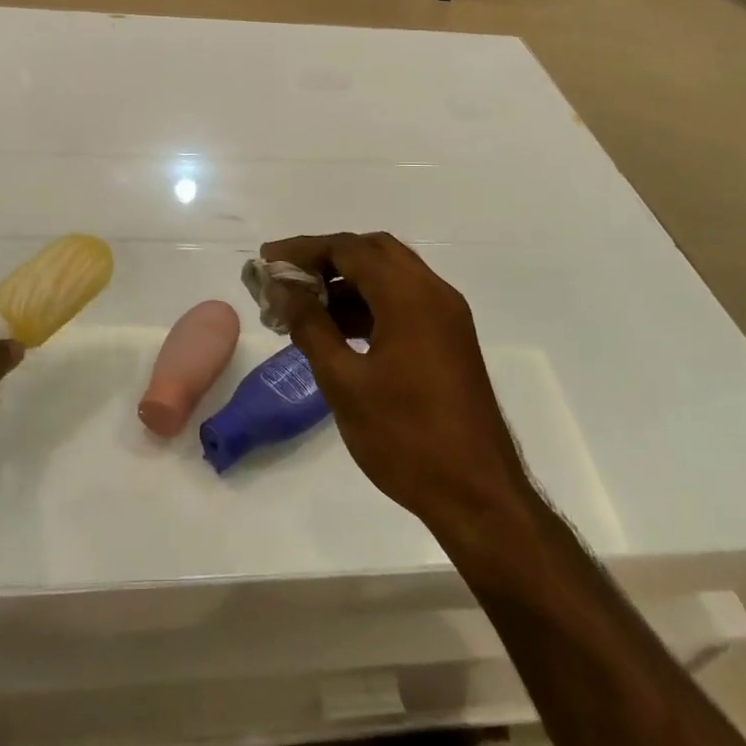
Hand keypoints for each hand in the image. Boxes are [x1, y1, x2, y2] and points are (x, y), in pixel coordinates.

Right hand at [260, 233, 528, 538]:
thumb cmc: (406, 438)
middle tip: (287, 277)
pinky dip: (370, 302)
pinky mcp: (450, 339)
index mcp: (409, 296)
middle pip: (373, 251)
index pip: (348, 249)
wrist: (478, 497)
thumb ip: (310, 326)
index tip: (266, 260)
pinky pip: (404, 300)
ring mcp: (447, 316)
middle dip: (327, 258)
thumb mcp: (344, 382)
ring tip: (304, 306)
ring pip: (390, 275)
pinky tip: (338, 329)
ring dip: (348, 280)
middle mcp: (433, 292)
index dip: (303, 249)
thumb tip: (283, 287)